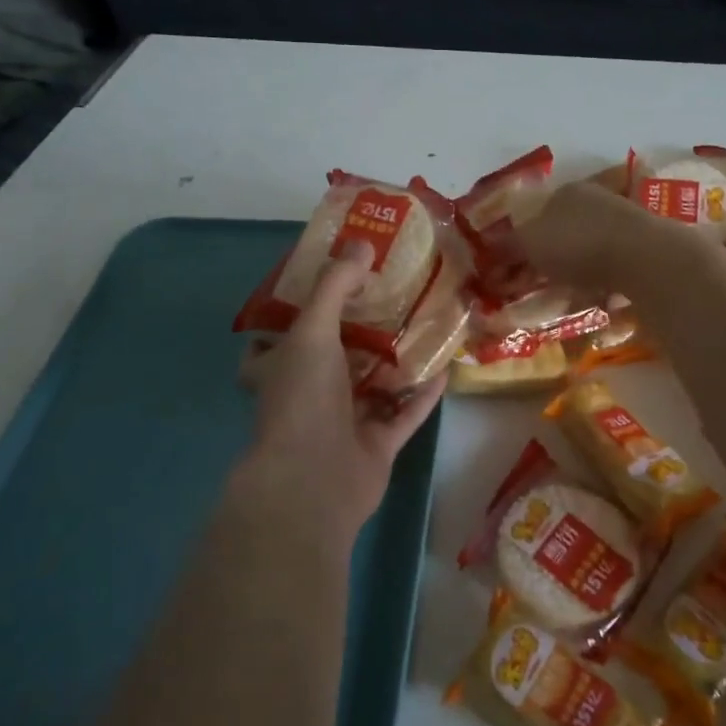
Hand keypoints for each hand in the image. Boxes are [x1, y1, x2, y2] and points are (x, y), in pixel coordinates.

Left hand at [238, 243, 445, 543]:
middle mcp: (309, 395)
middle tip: (391, 296)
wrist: (313, 481)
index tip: (330, 285)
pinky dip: (423, 394)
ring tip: (424, 325)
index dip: (299, 312)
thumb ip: (336, 287)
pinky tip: (446, 367)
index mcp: (281, 369)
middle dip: (361, 331)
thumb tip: (362, 244)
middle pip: (336, 357)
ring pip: (373, 385)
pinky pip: (404, 414)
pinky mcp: (376, 445)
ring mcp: (344, 423)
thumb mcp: (312, 330)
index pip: (279, 338)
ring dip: (397, 361)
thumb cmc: (301, 399)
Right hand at [516, 180, 674, 289]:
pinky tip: (595, 301)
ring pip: (589, 252)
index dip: (521, 244)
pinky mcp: (644, 249)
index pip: (536, 215)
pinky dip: (601, 285)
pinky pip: (612, 269)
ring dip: (575, 275)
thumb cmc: (577, 243)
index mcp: (567, 193)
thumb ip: (507, 248)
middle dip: (548, 262)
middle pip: (563, 233)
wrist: (643, 257)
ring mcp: (624, 224)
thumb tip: (486, 253)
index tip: (513, 272)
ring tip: (565, 301)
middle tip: (536, 289)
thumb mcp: (530, 244)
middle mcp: (597, 201)